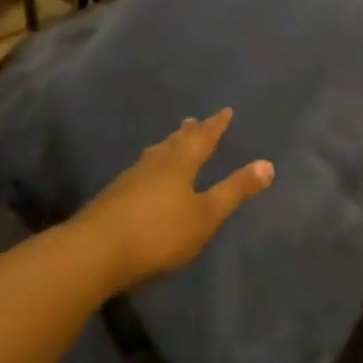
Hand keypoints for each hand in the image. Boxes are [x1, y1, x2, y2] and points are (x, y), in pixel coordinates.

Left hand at [75, 109, 273, 292]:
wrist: (95, 251)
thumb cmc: (158, 232)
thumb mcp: (205, 215)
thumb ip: (235, 190)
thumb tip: (268, 164)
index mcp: (180, 162)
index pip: (203, 137)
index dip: (216, 125)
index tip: (225, 111)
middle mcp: (155, 163)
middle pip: (175, 142)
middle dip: (188, 133)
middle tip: (194, 121)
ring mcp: (131, 178)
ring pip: (155, 154)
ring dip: (167, 147)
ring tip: (171, 143)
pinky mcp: (115, 197)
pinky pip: (141, 171)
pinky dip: (152, 166)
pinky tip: (146, 178)